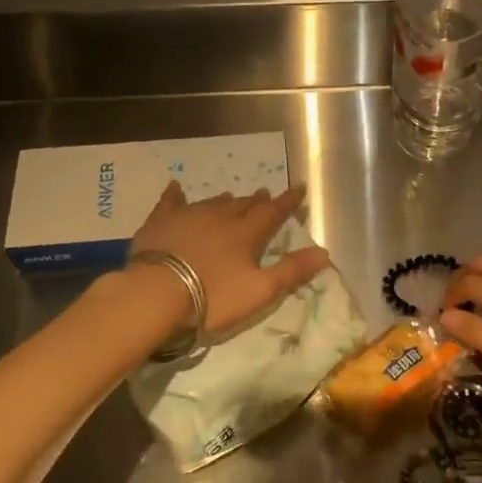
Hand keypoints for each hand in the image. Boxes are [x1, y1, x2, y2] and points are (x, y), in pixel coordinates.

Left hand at [131, 181, 331, 336]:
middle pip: (244, 205)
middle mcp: (221, 217)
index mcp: (247, 233)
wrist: (156, 292)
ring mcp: (189, 215)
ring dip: (226, 200)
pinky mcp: (161, 221)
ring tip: (233, 196)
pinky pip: (170, 202)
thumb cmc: (213, 295)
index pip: (273, 212)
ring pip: (213, 202)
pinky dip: (176, 194)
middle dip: (257, 201)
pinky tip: (175, 187)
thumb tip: (324, 252)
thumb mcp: (260, 290)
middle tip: (265, 195)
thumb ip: (292, 271)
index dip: (288, 202)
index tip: (299, 188)